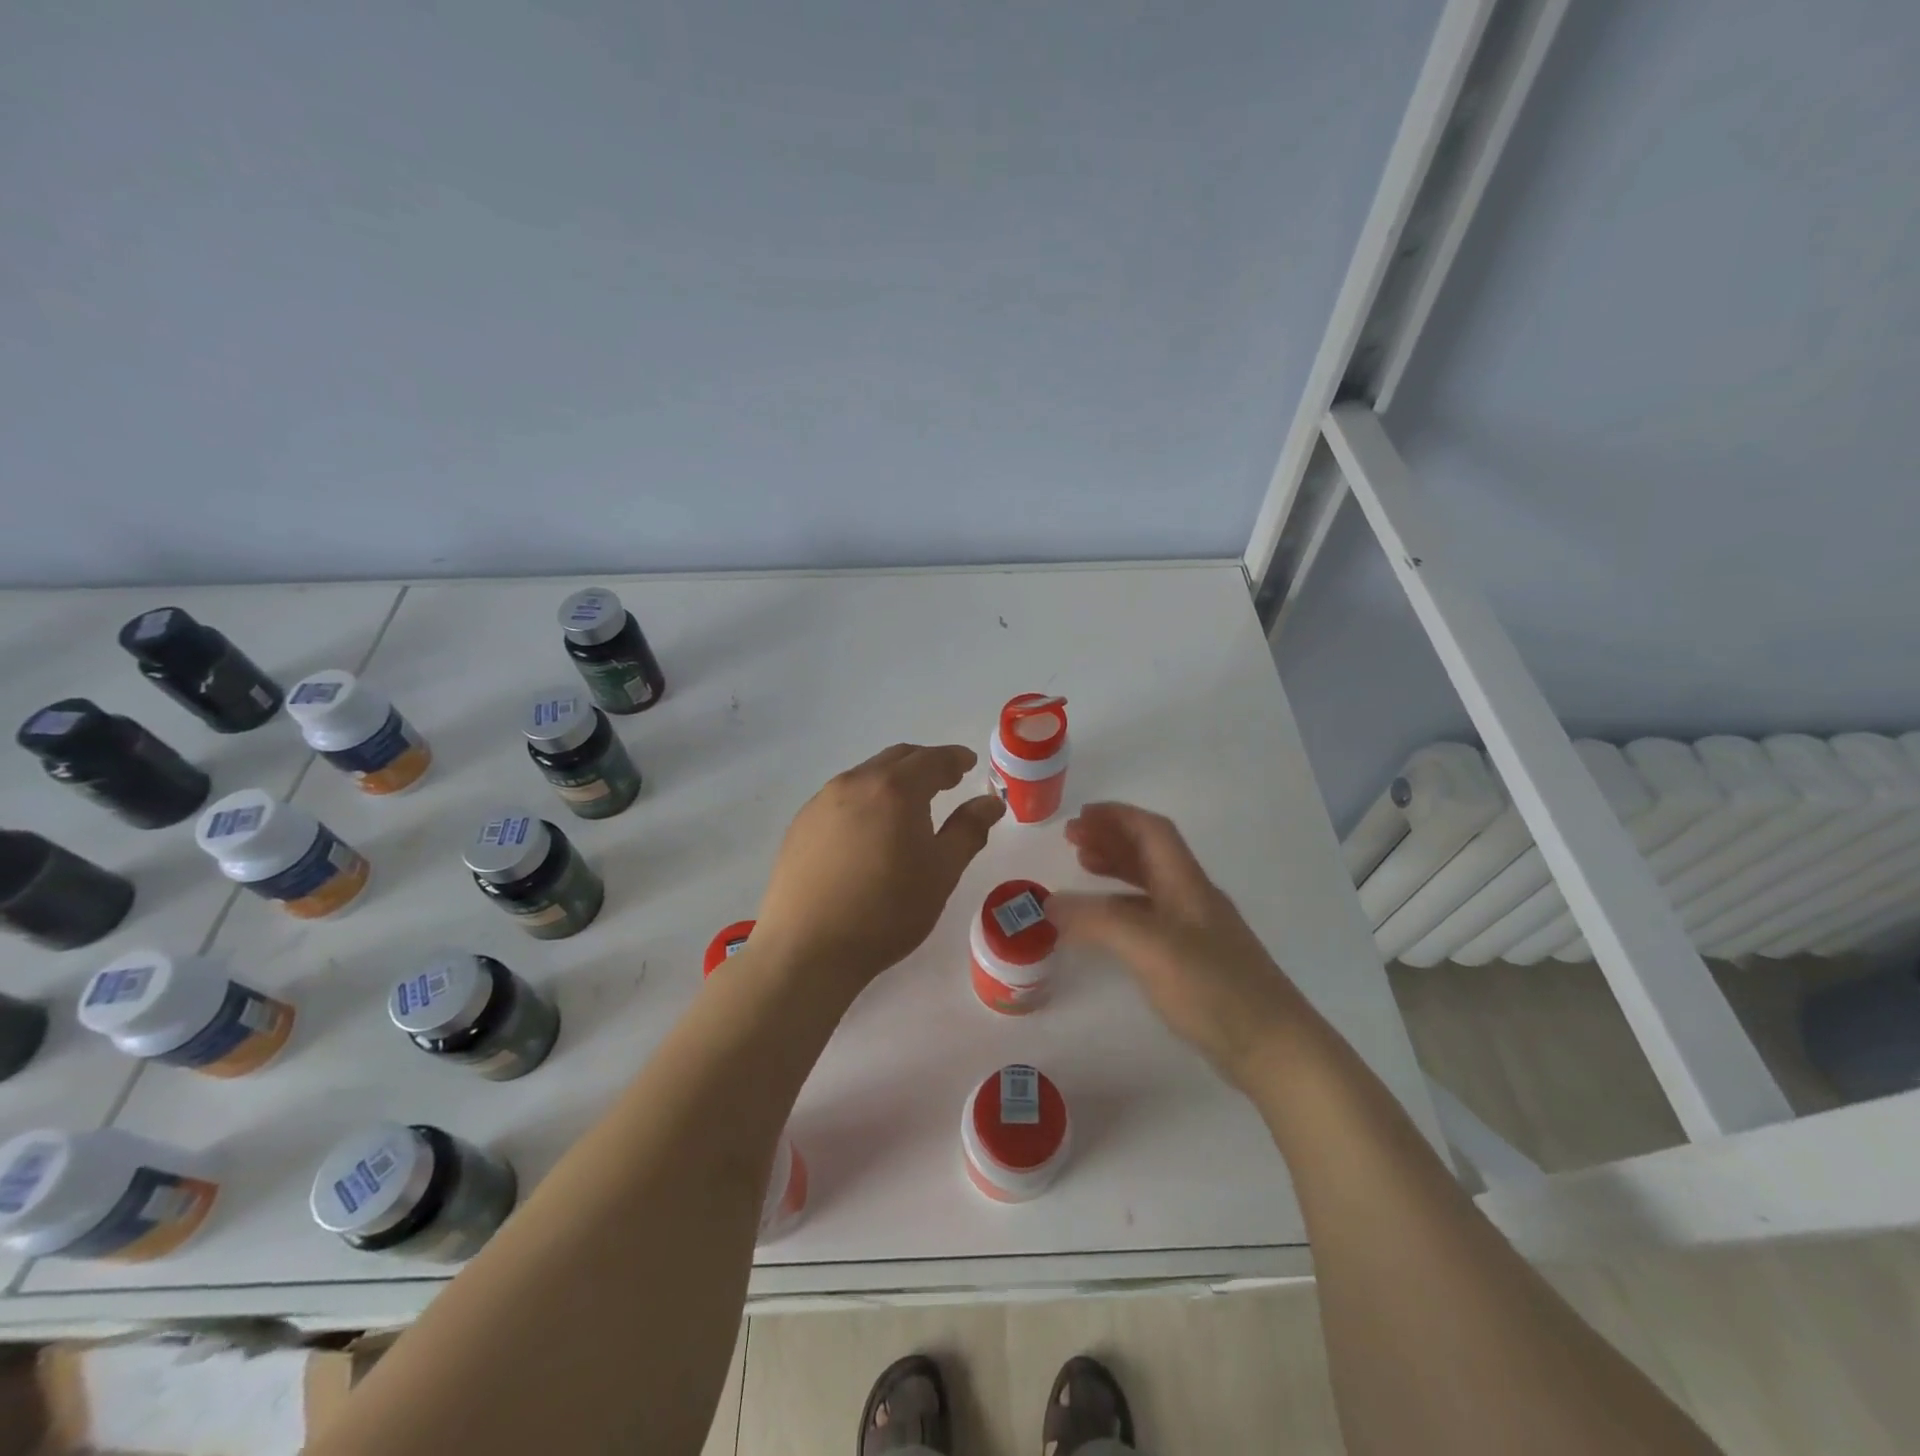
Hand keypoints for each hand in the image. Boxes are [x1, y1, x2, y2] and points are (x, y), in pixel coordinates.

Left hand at [754, 744, 1004, 995]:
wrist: (808, 949)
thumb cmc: (887, 911)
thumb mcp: (941, 872)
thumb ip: (968, 830)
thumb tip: (991, 802)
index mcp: (895, 789)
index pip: (933, 758)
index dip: (955, 758)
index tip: (969, 764)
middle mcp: (855, 783)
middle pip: (897, 759)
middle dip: (925, 764)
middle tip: (946, 781)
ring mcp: (821, 802)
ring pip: (866, 776)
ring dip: (893, 781)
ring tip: (908, 807)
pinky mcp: (800, 824)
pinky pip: (841, 798)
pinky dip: (866, 800)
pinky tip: (869, 831)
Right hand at [1047, 802, 1307, 1087]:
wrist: (1273, 1048)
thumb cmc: (1213, 988)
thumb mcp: (1149, 947)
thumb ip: (1098, 921)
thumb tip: (1049, 903)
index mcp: (1187, 883)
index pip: (1152, 831)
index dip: (1117, 816)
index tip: (1080, 815)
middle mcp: (1193, 898)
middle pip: (1150, 853)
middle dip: (1110, 839)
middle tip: (1072, 840)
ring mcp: (1197, 931)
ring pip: (1150, 885)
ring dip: (1116, 870)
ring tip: (1082, 868)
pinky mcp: (1195, 963)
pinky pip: (1151, 918)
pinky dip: (1122, 909)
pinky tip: (1107, 926)